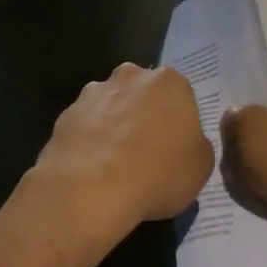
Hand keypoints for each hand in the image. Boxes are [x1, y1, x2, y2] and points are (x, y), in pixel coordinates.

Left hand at [27, 64, 213, 262]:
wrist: (91, 189)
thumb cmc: (158, 174)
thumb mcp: (201, 167)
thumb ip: (196, 145)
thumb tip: (185, 142)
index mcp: (170, 82)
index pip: (180, 96)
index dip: (178, 122)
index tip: (175, 147)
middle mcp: (131, 77)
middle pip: (142, 94)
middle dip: (144, 115)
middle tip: (147, 152)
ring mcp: (94, 93)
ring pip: (111, 106)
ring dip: (114, 126)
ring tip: (115, 164)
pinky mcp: (65, 114)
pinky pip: (86, 126)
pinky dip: (90, 141)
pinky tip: (92, 169)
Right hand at [223, 62, 266, 259]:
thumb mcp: (250, 126)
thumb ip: (236, 115)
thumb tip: (235, 116)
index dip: (248, 74)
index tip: (221, 87)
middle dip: (242, 121)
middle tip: (213, 128)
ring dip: (247, 155)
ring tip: (223, 163)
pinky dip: (259, 180)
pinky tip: (240, 188)